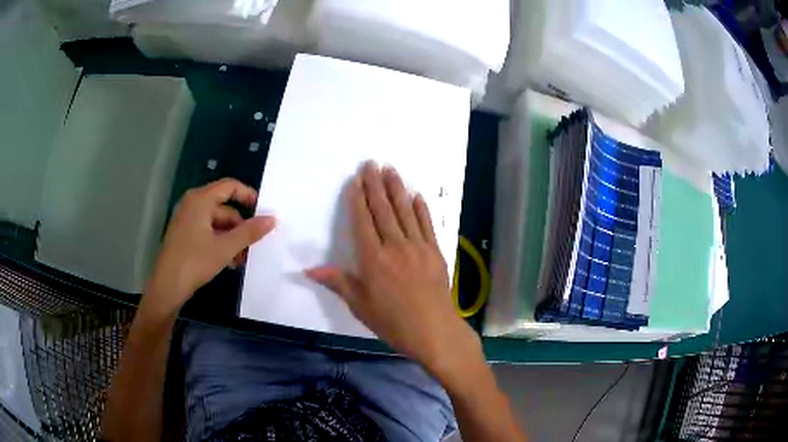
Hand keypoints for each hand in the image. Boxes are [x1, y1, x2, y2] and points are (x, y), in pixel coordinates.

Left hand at [142, 178, 274, 319]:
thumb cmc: (194, 262)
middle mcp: (192, 204)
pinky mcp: (184, 234)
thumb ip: (249, 232)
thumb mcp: (225, 248)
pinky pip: (207, 231)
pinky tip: (228, 261)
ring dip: (231, 239)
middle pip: (224, 207)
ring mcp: (187, 219)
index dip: (248, 195)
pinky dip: (219, 242)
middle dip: (240, 227)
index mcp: (200, 200)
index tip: (263, 212)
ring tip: (241, 259)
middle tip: (253, 246)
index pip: (229, 186)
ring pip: (217, 223)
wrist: (166, 287)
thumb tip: (272, 219)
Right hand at [307, 162, 479, 374]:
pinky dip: (421, 209)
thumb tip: (308, 270)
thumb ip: (337, 282)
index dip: (358, 199)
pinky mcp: (435, 252)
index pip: (362, 221)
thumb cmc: (392, 322)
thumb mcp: (360, 305)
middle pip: (383, 210)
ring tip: (391, 170)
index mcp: (373, 259)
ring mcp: (418, 247)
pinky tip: (416, 196)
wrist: (434, 331)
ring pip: (405, 212)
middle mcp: (395, 246)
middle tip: (372, 164)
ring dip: (397, 189)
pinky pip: (427, 225)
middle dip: (375, 185)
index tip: (356, 180)